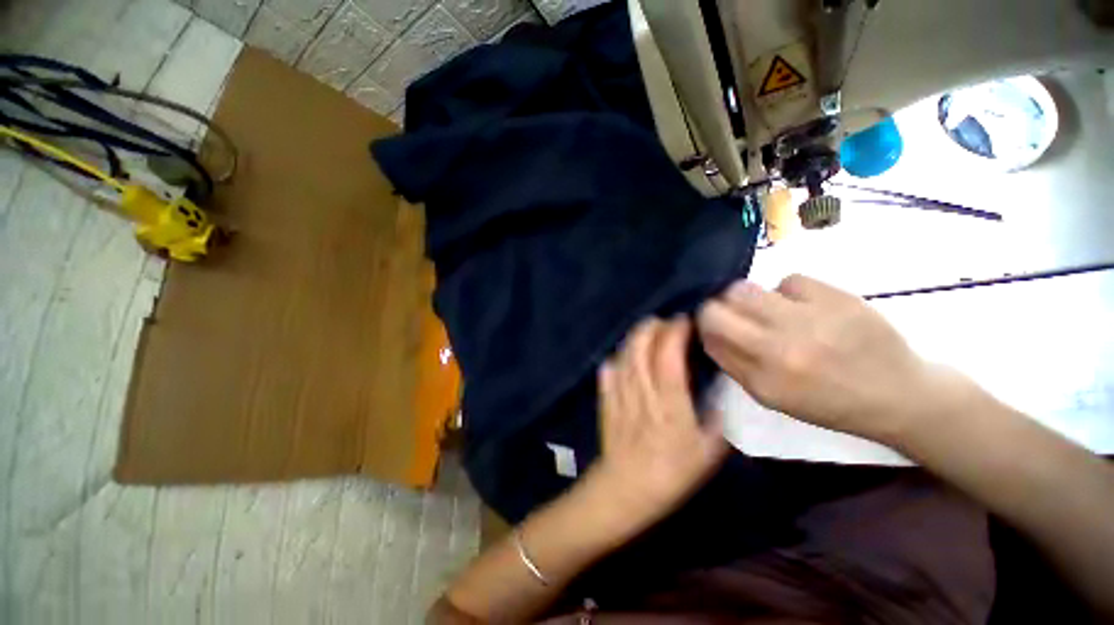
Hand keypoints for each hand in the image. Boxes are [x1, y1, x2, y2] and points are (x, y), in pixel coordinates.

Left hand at [592, 318, 729, 525]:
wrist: (626, 489)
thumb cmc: (671, 474)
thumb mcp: (707, 454)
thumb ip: (715, 421)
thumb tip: (718, 396)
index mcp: (669, 403)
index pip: (669, 356)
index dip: (675, 333)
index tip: (684, 322)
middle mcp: (642, 392)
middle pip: (641, 348)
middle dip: (652, 328)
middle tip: (664, 322)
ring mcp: (620, 394)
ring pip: (624, 355)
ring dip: (634, 338)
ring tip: (646, 331)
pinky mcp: (606, 400)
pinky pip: (608, 371)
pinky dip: (616, 358)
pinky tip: (623, 356)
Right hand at [697, 275, 975, 445]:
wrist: (897, 394)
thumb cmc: (827, 401)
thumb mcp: (771, 396)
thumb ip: (733, 362)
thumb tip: (707, 329)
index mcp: (762, 379)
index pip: (708, 335)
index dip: (702, 323)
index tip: (711, 323)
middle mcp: (779, 349)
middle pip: (717, 308)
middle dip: (716, 306)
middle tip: (733, 312)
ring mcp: (808, 320)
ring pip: (744, 289)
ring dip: (748, 297)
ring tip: (769, 308)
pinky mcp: (836, 297)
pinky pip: (789, 280)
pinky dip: (789, 291)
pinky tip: (806, 305)